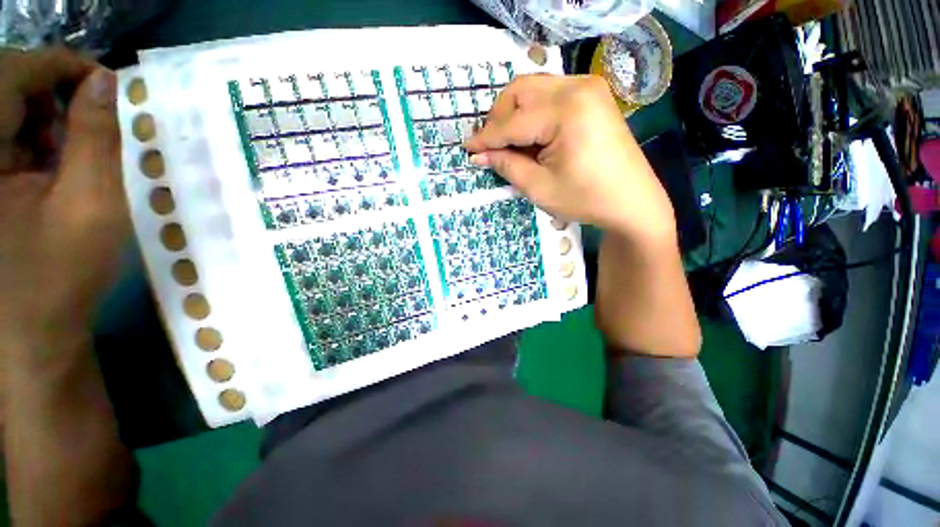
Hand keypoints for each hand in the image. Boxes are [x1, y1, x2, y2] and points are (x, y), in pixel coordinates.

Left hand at [0, 48, 127, 355]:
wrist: (30, 333)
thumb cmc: (61, 275)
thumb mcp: (91, 205)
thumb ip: (96, 138)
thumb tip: (104, 84)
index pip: (13, 73)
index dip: (61, 65)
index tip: (103, 80)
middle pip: (5, 88)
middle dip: (50, 94)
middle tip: (87, 126)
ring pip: (3, 112)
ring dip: (40, 120)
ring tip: (67, 157)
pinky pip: (2, 139)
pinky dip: (29, 141)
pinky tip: (47, 168)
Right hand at [464, 74, 675, 244]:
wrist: (631, 201)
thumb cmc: (585, 198)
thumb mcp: (539, 187)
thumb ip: (506, 165)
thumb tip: (479, 155)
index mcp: (566, 111)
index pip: (512, 122)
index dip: (486, 138)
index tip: (467, 149)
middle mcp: (577, 86)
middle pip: (520, 90)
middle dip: (499, 118)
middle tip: (491, 147)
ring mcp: (588, 87)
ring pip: (534, 88)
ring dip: (514, 113)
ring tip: (509, 143)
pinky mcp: (593, 96)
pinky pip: (550, 94)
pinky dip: (533, 112)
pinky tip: (532, 136)